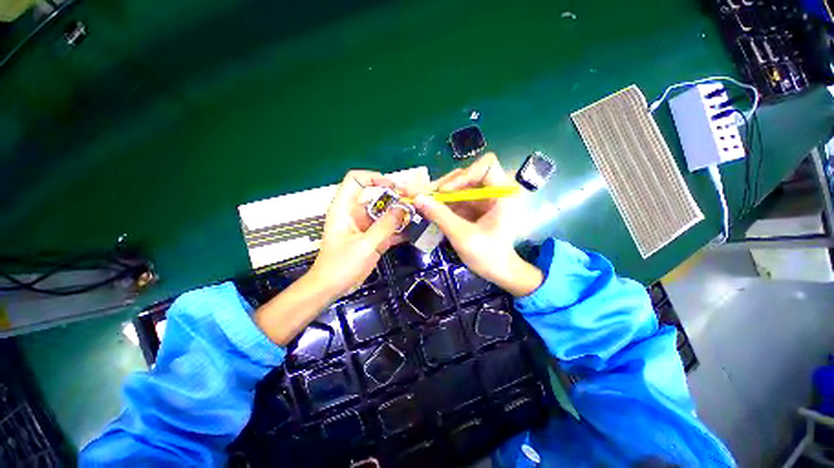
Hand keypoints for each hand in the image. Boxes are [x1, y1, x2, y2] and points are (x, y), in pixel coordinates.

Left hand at [307, 170, 405, 300]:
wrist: (331, 288)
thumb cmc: (341, 265)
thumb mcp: (365, 245)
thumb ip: (385, 226)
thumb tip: (402, 208)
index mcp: (344, 208)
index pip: (356, 180)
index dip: (374, 177)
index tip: (394, 187)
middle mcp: (355, 213)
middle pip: (376, 197)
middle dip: (395, 199)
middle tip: (414, 204)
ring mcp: (365, 227)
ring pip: (384, 214)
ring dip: (400, 215)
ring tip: (418, 216)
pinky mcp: (372, 239)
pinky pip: (387, 229)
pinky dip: (398, 230)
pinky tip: (413, 232)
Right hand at [411, 154, 542, 296]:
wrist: (499, 272)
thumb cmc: (488, 256)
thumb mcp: (463, 236)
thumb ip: (440, 216)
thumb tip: (417, 198)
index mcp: (502, 193)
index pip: (485, 165)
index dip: (464, 175)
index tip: (445, 191)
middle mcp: (492, 190)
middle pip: (464, 176)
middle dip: (441, 186)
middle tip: (417, 193)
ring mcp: (481, 199)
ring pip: (456, 187)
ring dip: (436, 194)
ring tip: (415, 198)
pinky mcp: (472, 208)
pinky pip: (454, 200)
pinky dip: (439, 204)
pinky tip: (424, 207)